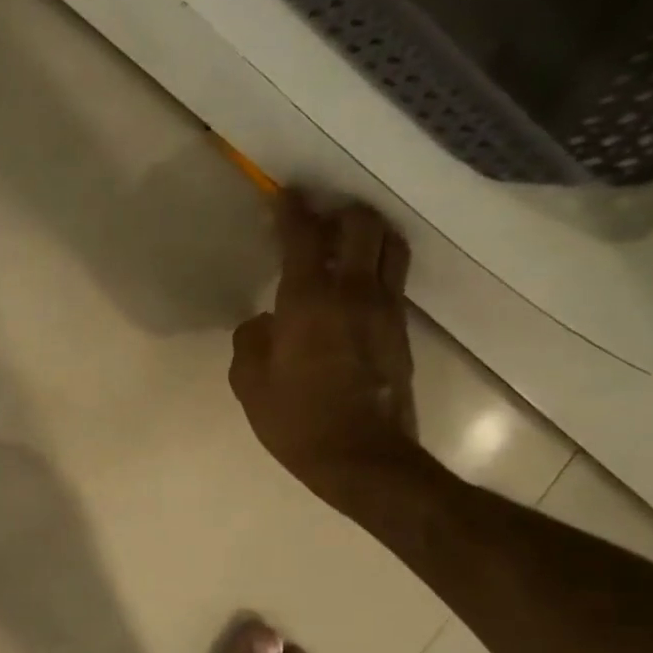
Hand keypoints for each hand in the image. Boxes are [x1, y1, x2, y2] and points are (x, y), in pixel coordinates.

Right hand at [229, 195, 419, 515]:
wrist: (363, 459)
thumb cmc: (297, 421)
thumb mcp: (250, 385)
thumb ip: (250, 343)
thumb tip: (263, 323)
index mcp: (310, 301)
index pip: (304, 237)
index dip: (293, 210)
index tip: (285, 193)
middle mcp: (355, 292)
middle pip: (362, 226)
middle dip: (341, 211)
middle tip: (319, 217)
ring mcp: (386, 309)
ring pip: (389, 246)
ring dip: (368, 233)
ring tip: (346, 240)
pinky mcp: (401, 331)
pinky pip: (393, 279)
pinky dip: (376, 265)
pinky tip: (357, 283)